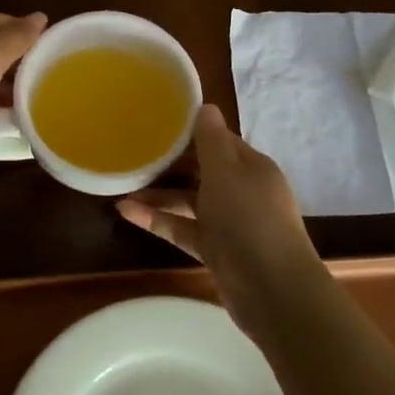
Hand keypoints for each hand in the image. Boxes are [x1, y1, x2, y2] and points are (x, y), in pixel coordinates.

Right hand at [117, 104, 327, 337]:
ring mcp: (229, 224)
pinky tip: (125, 212)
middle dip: (171, 165)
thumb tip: (205, 106)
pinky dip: (157, 220)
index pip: (220, 142)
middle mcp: (242, 192)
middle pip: (202, 172)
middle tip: (135, 155)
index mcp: (252, 167)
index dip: (192, 133)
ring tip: (122, 185)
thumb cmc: (249, 218)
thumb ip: (211, 140)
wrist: (271, 288)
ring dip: (158, 194)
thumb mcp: (226, 171)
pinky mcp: (216, 251)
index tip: (159, 125)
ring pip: (189, 202)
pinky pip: (182, 228)